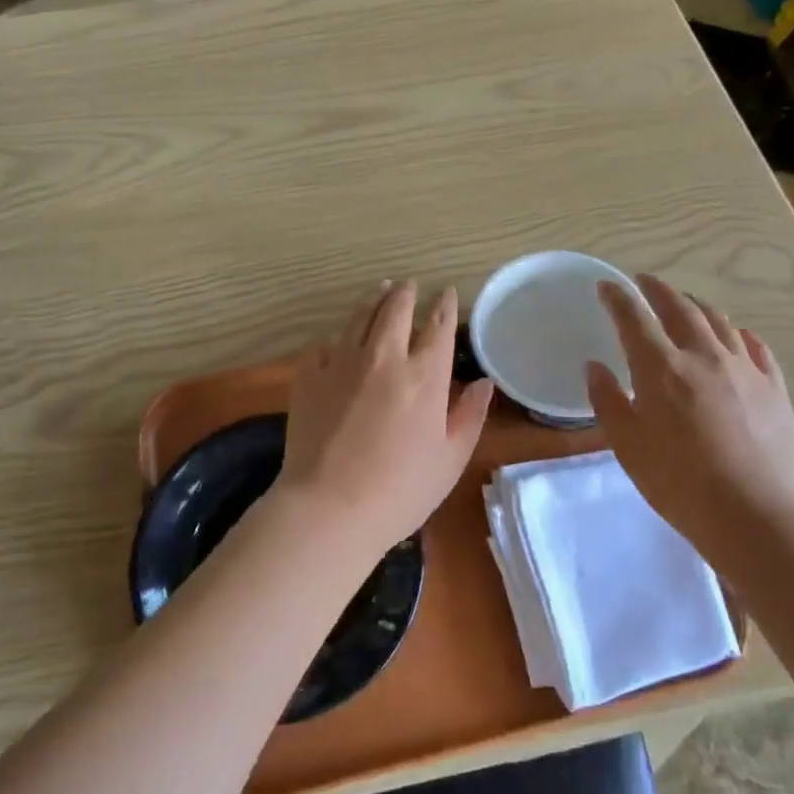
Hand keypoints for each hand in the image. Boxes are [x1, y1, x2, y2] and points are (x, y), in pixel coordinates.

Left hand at [276, 281, 495, 561]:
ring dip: (373, 300)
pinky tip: (339, 338)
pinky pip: (324, 343)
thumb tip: (484, 382)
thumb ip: (469, 415)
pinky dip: (337, 337)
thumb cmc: (400, 491)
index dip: (444, 306)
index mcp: (423, 376)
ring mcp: (342, 362)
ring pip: (359, 316)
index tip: (446, 293)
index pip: (438, 326)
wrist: (328, 507)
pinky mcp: (309, 375)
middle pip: (396, 309)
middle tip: (409, 285)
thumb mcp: (450, 459)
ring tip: (379, 290)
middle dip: (406, 293)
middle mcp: (384, 357)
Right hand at [586, 274, 793, 565]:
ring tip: (685, 303)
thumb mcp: (627, 445)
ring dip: (696, 306)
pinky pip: (756, 347)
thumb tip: (595, 366)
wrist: (755, 516)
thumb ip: (607, 400)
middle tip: (644, 281)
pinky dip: (739, 333)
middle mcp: (703, 355)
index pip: (634, 318)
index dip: (617, 297)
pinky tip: (736, 336)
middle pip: (679, 308)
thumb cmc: (679, 482)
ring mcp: (744, 369)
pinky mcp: (775, 388)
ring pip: (719, 321)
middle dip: (657, 290)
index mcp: (661, 368)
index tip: (606, 286)